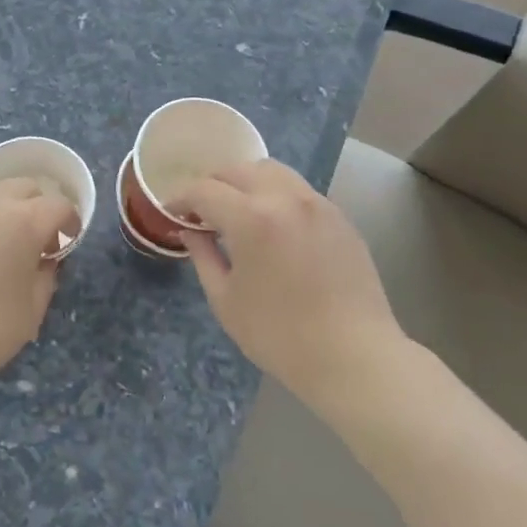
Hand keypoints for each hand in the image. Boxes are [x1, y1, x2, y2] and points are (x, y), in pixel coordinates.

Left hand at [0, 179, 79, 405]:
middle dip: (36, 206)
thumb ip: (47, 274)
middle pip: (23, 187)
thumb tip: (44, 260)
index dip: (69, 221)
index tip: (67, 240)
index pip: (58, 205)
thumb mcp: (34, 307)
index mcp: (23, 220)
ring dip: (0, 211)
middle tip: (34, 239)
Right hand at [172, 160, 406, 406]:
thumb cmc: (280, 336)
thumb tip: (190, 231)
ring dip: (246, 182)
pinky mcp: (339, 216)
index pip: (205, 190)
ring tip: (237, 211)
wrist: (354, 357)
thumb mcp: (226, 300)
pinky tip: (272, 225)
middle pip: (238, 170)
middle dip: (212, 185)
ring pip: (272, 171)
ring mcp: (317, 203)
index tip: (171, 211)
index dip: (181, 197)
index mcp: (251, 218)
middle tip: (201, 211)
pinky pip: (298, 190)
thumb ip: (203, 256)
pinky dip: (275, 194)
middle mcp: (285, 198)